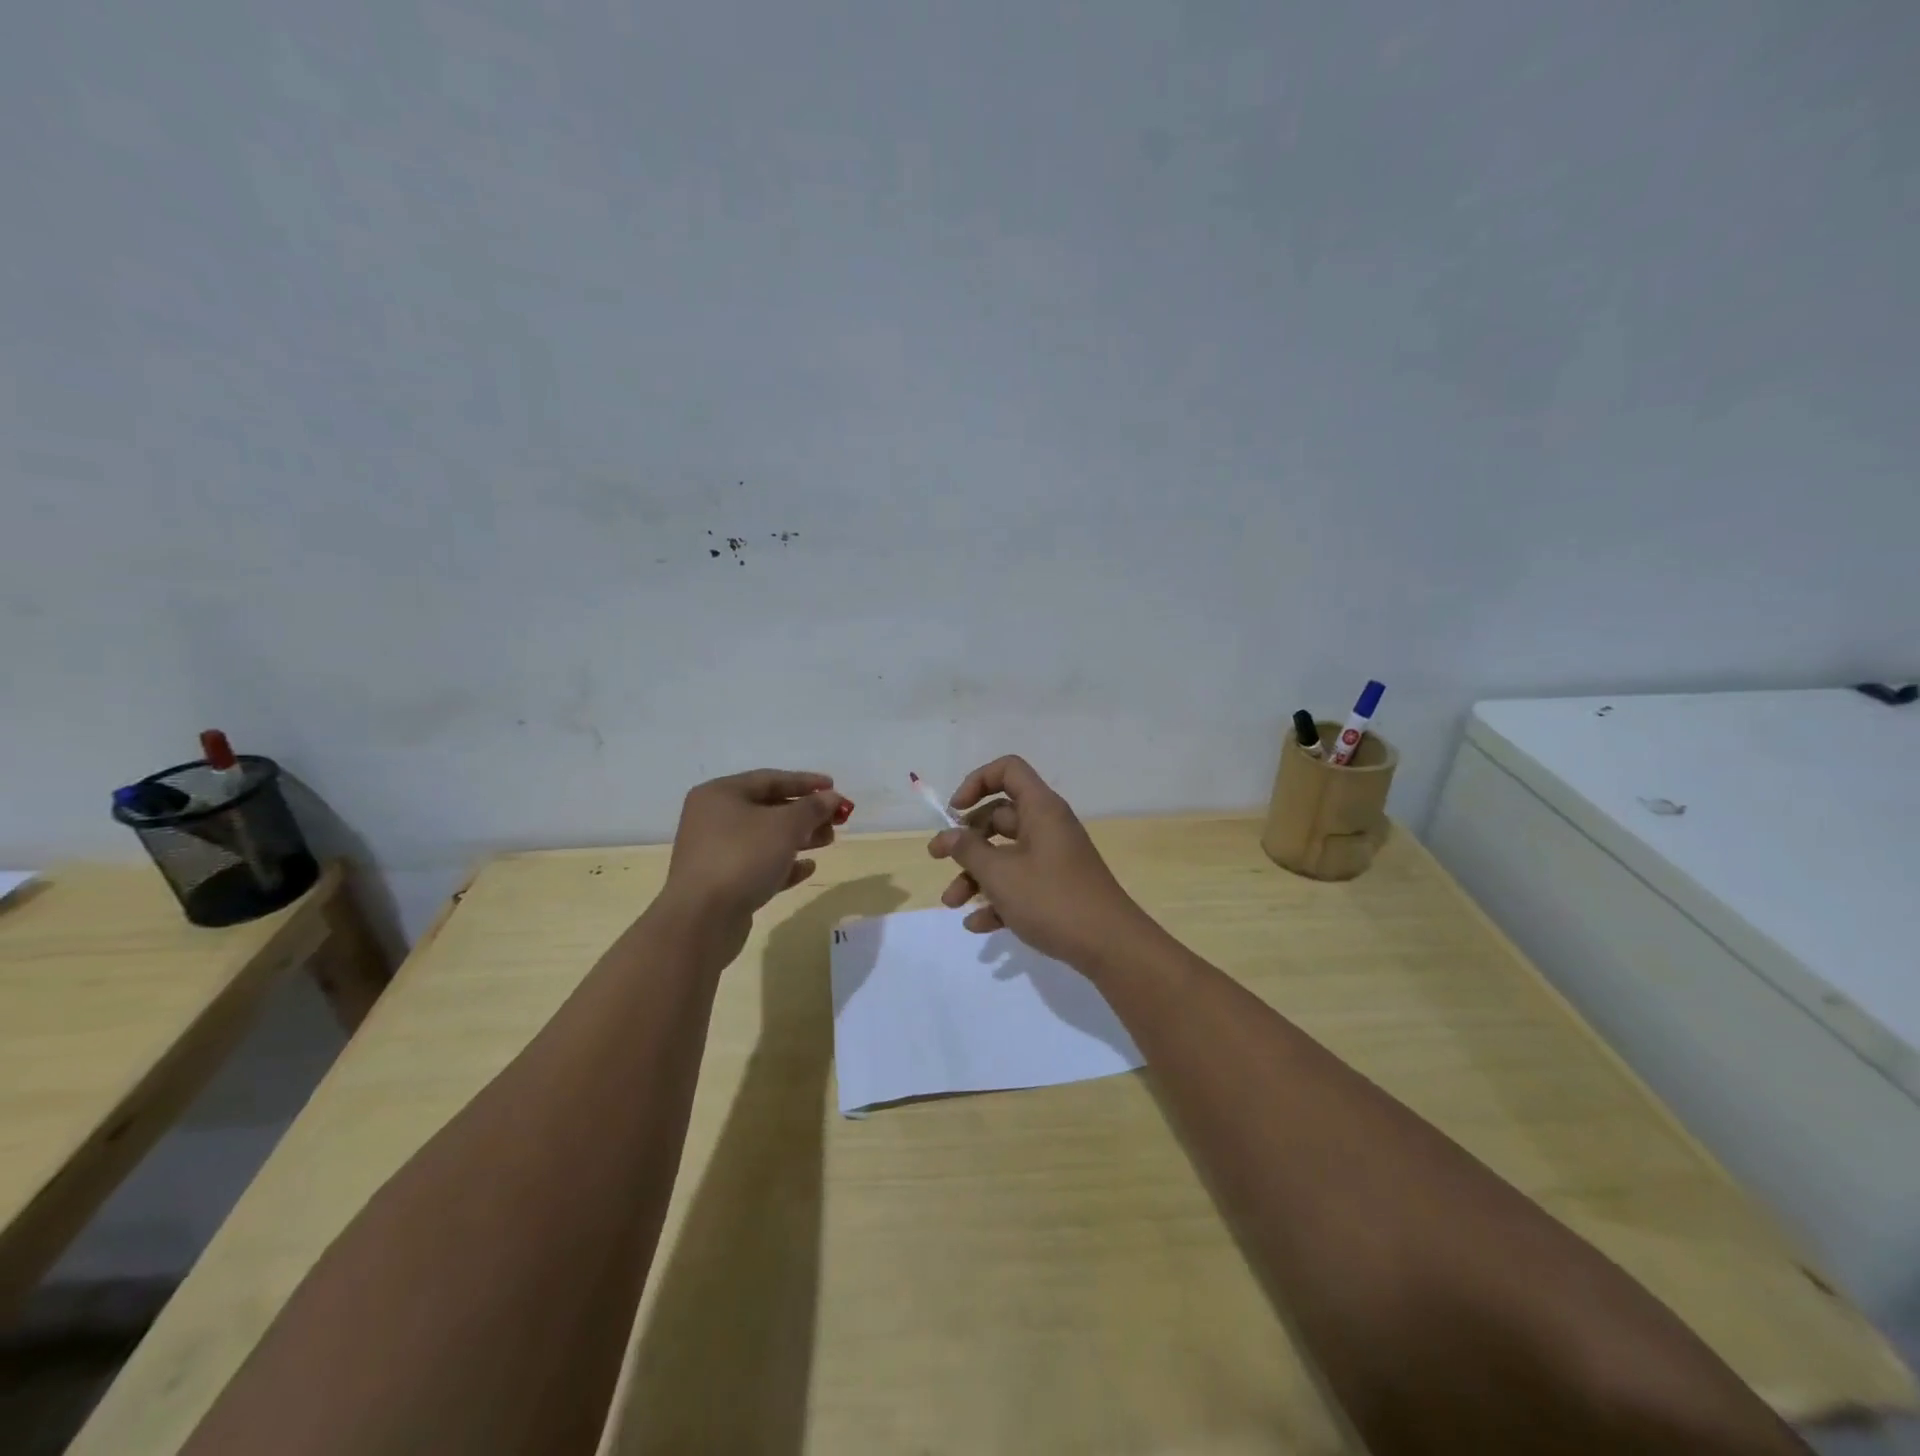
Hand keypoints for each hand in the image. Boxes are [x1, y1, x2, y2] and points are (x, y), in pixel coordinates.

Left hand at [662, 770, 848, 929]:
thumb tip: (832, 797)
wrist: (701, 920)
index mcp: (720, 794)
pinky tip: (808, 867)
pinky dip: (784, 864)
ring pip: (765, 838)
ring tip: (828, 840)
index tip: (834, 787)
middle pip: (768, 808)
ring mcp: (715, 852)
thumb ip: (812, 808)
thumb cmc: (742, 857)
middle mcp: (713, 818)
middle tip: (836, 819)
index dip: (805, 782)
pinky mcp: (722, 883)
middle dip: (805, 813)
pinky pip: (758, 865)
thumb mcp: (785, 826)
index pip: (769, 779)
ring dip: (799, 837)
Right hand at [928, 755, 1152, 969]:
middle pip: (999, 816)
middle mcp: (1048, 827)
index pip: (1008, 770)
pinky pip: (1020, 883)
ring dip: (975, 876)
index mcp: (1041, 809)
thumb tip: (948, 835)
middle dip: (966, 841)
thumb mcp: (1001, 874)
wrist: (1110, 946)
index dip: (977, 782)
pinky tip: (978, 925)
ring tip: (952, 904)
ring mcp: (1054, 858)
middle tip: (937, 859)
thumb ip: (968, 851)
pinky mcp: (1057, 888)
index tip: (954, 812)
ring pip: (1006, 854)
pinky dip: (998, 898)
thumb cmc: (1052, 899)